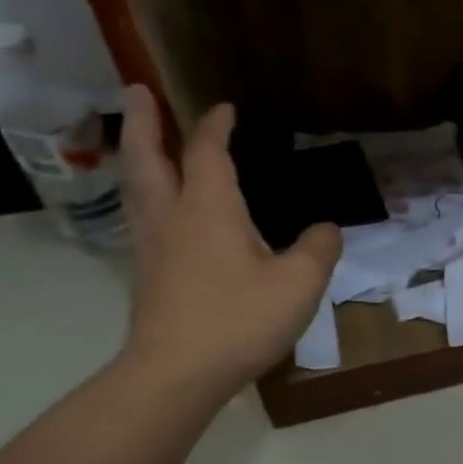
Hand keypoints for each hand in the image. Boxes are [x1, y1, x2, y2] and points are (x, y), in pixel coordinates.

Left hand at [118, 86, 341, 399]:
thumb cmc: (240, 319)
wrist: (176, 373)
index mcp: (209, 209)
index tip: (225, 107)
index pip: (207, 153)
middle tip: (136, 90)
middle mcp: (172, 218)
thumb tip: (326, 229)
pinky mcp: (149, 274)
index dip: (216, 126)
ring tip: (140, 141)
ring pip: (137, 187)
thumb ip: (318, 249)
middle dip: (143, 122)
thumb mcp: (299, 283)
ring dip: (136, 155)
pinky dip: (147, 192)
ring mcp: (153, 247)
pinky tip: (161, 207)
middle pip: (147, 158)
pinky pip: (143, 215)